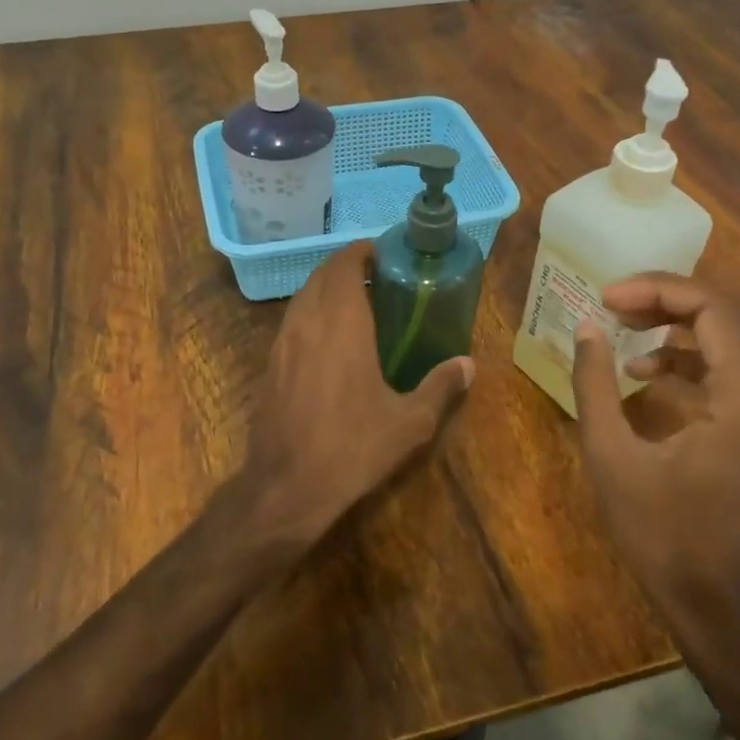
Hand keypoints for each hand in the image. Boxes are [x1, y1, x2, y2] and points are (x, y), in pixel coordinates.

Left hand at [237, 242, 473, 548]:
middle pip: (322, 274)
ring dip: (328, 287)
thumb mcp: (408, 423)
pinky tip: (332, 338)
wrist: (285, 487)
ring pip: (304, 295)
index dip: (363, 252)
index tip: (387, 253)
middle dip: (348, 266)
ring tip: (359, 301)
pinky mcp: (271, 363)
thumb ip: (440, 387)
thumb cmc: (351, 448)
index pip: (345, 265)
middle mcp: (307, 322)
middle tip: (380, 276)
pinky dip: (313, 311)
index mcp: (341, 324)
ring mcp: (283, 342)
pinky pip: (293, 319)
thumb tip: (468, 364)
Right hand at [571, 274, 739, 666]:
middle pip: (730, 316)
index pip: (713, 309)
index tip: (605, 298)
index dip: (656, 290)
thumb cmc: (663, 535)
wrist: (722, 609)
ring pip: (737, 340)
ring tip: (625, 333)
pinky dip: (696, 361)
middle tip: (612, 306)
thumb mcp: (611, 456)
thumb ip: (595, 383)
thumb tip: (586, 326)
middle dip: (666, 301)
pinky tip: (649, 375)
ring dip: (680, 329)